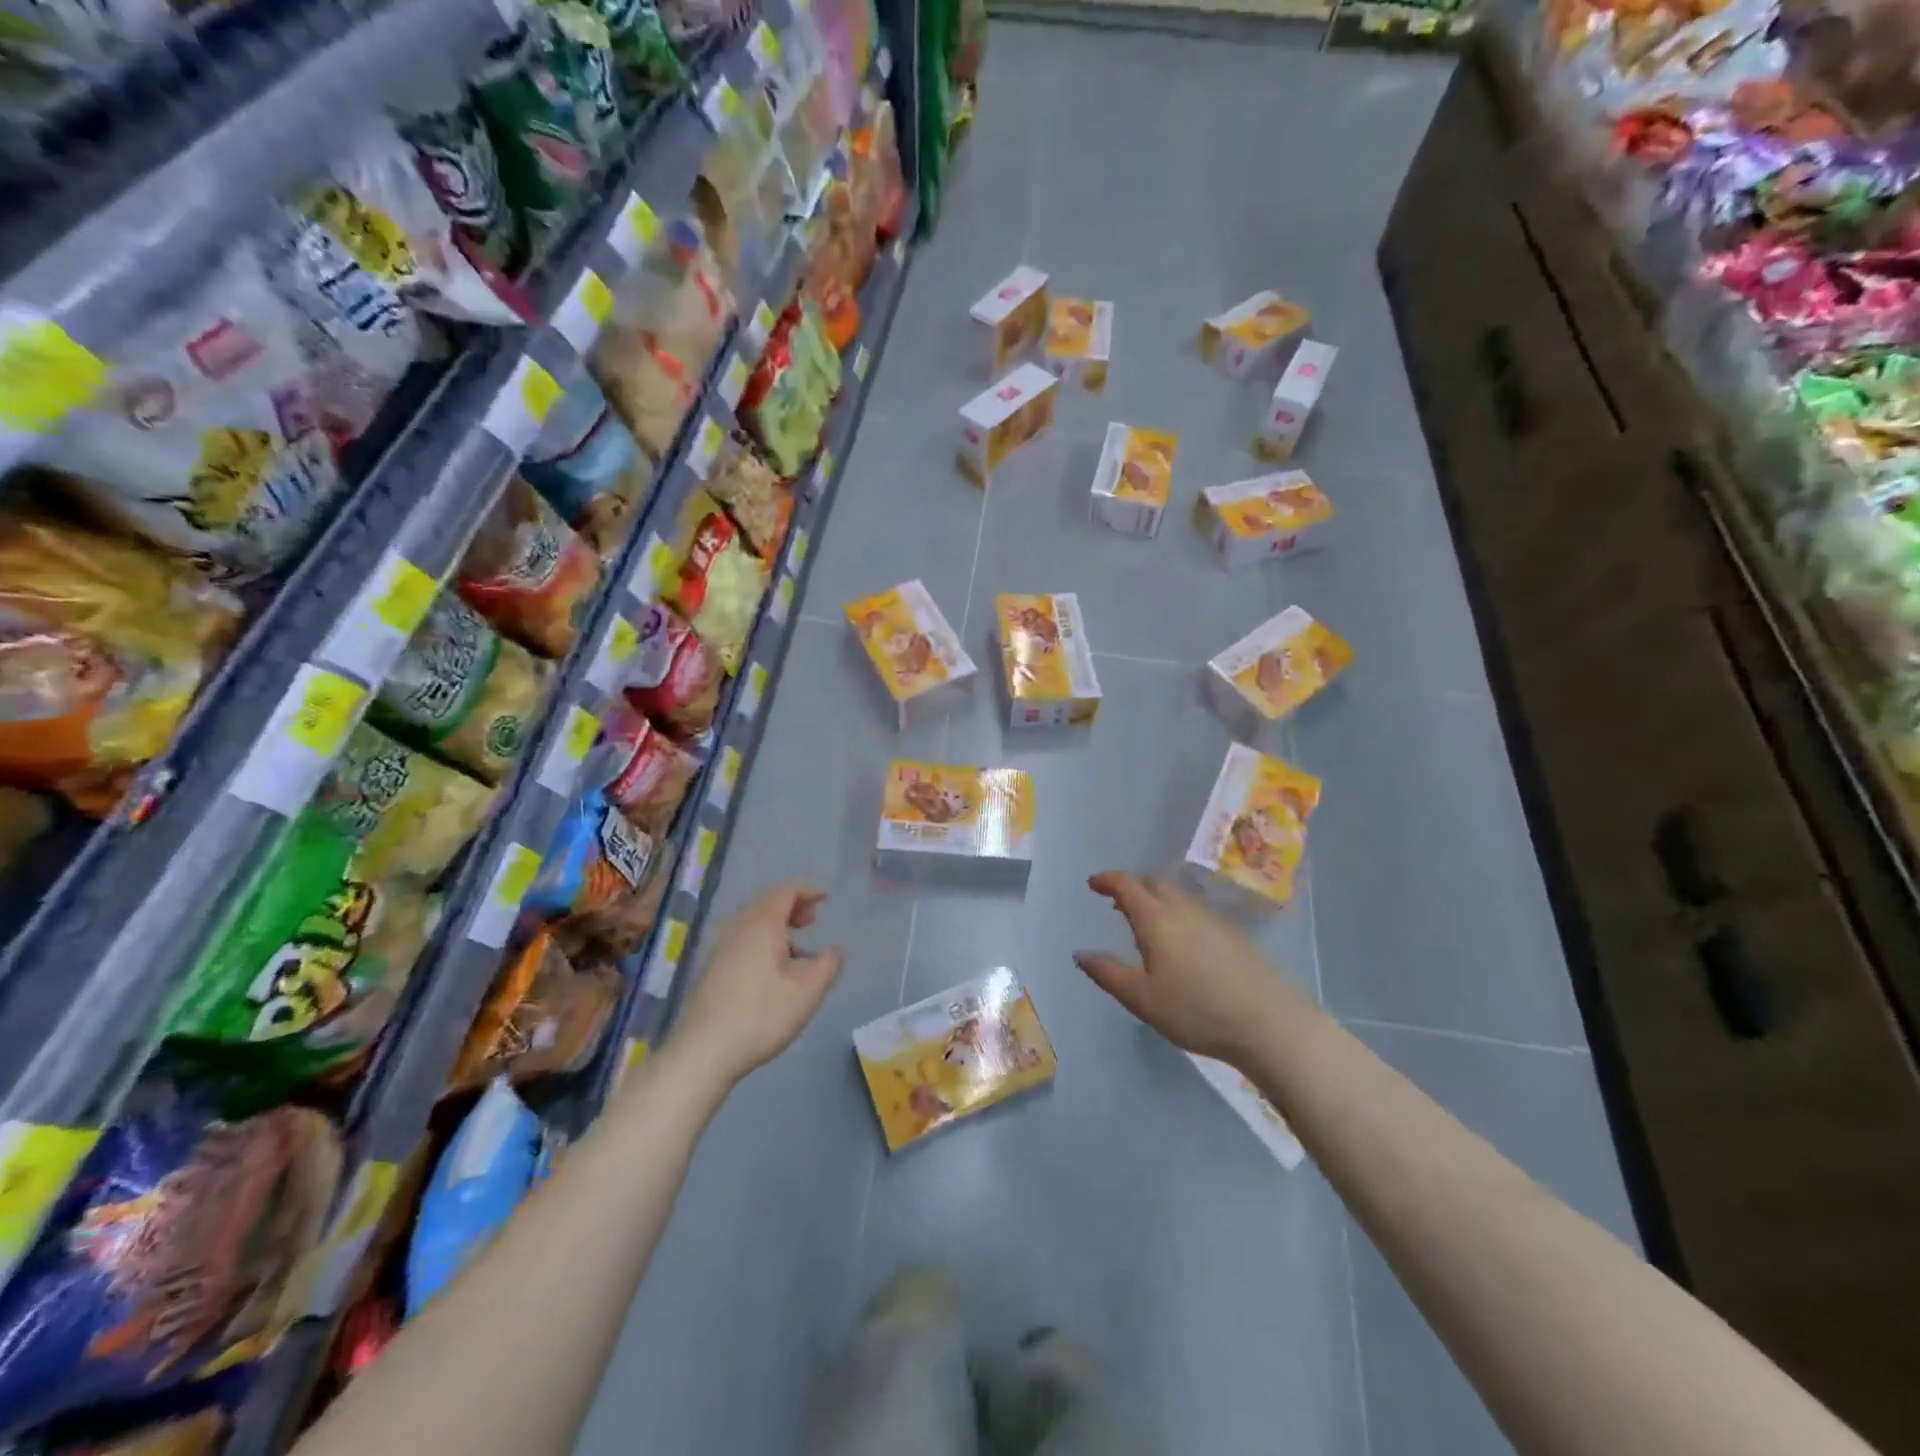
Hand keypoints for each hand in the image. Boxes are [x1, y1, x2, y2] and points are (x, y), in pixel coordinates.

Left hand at [673, 882, 842, 1088]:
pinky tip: (771, 971)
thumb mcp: (807, 994)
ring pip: (752, 923)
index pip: (785, 892)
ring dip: (776, 926)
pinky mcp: (711, 969)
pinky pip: (741, 940)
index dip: (807, 891)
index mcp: (761, 925)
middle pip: (766, 903)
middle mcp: (738, 929)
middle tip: (812, 921)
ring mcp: (720, 949)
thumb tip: (835, 951)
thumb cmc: (760, 1017)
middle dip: (792, 906)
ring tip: (796, 950)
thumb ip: (827, 966)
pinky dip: (761, 941)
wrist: (702, 1052)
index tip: (826, 901)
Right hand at [1074, 872, 1307, 1065]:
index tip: (1093, 884)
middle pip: (1153, 884)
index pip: (1127, 885)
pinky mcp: (1233, 934)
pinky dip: (1177, 913)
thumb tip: (1080, 954)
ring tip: (1145, 922)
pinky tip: (1180, 941)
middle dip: (1132, 887)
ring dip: (1155, 899)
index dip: (1107, 880)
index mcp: (1156, 919)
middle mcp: (1183, 909)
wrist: (1268, 1022)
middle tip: (1117, 903)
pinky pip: (1194, 911)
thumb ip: (1108, 974)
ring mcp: (1211, 919)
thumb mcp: (1142, 999)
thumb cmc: (1196, 1010)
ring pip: (1176, 896)